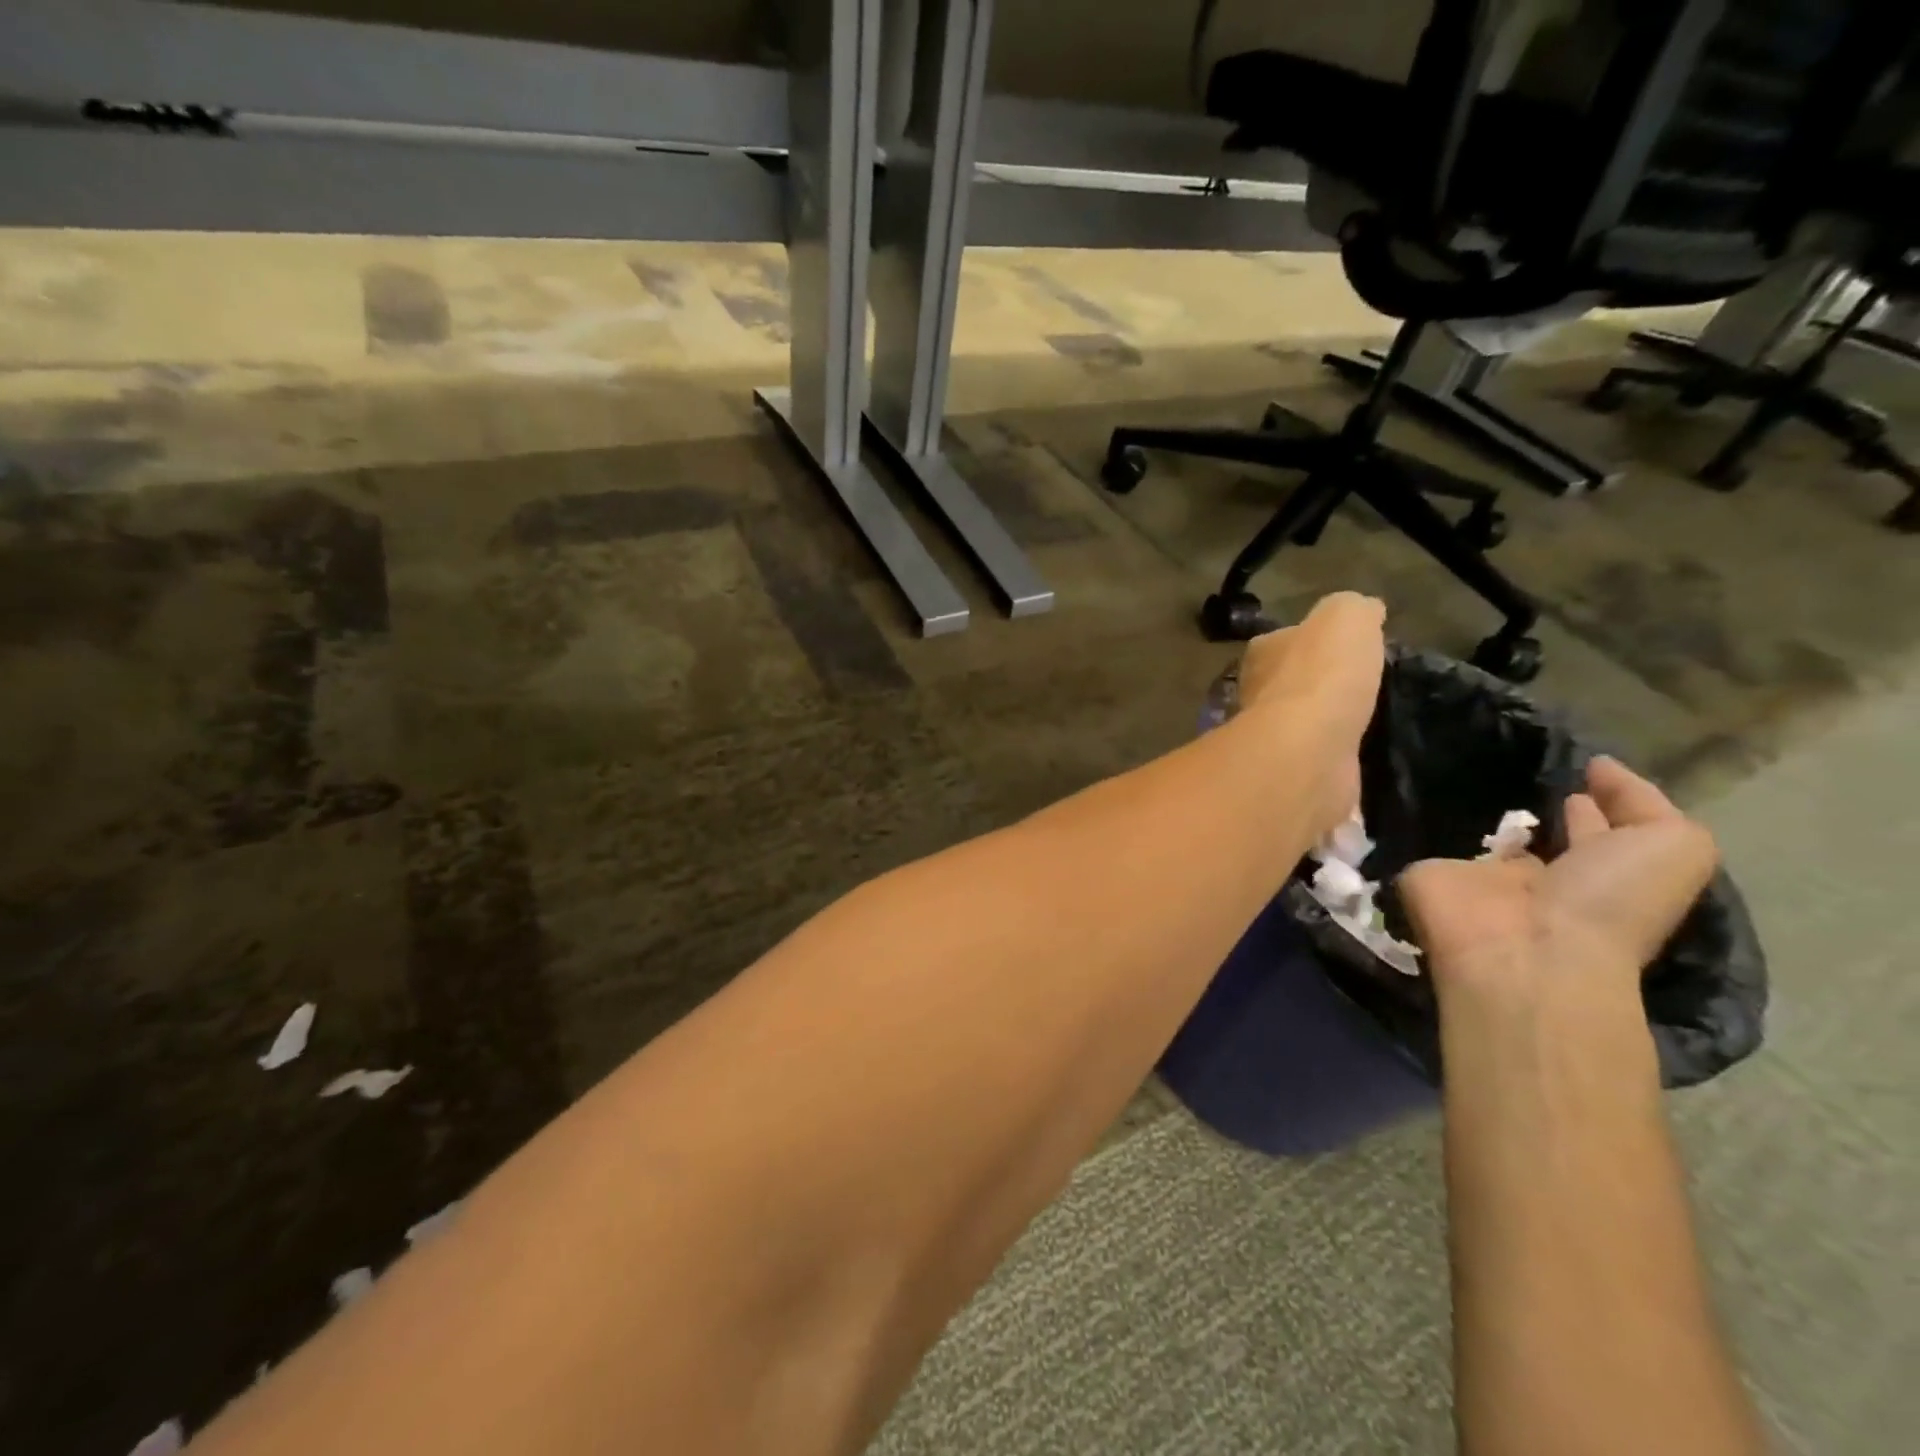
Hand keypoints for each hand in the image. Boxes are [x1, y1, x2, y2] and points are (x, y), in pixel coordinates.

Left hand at [1236, 592, 1385, 838]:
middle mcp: (1257, 692)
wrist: (1308, 751)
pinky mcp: (1292, 773)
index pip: (1286, 638)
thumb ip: (1354, 609)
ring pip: (1301, 723)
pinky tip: (1356, 756)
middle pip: (1290, 681)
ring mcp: (1272, 737)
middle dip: (1319, 684)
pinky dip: (1332, 757)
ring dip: (1326, 723)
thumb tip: (1366, 611)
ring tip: (1366, 722)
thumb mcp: (1346, 617)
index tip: (1348, 648)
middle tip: (1361, 688)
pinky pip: (1316, 758)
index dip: (1315, 640)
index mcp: (1263, 651)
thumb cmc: (1322, 676)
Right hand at [1398, 757, 1719, 998]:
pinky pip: (1422, 844)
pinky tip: (1412, 796)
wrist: (1525, 950)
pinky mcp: (1425, 876)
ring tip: (1460, 769)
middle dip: (1535, 807)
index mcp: (1602, 874)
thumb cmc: (1608, 903)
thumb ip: (1642, 801)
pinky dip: (1413, 825)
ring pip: (1476, 838)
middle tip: (1517, 764)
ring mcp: (1480, 881)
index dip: (1598, 799)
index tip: (1582, 766)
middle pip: (1538, 836)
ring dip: (1469, 812)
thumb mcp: (1673, 847)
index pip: (1599, 830)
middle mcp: (1543, 880)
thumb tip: (1599, 767)